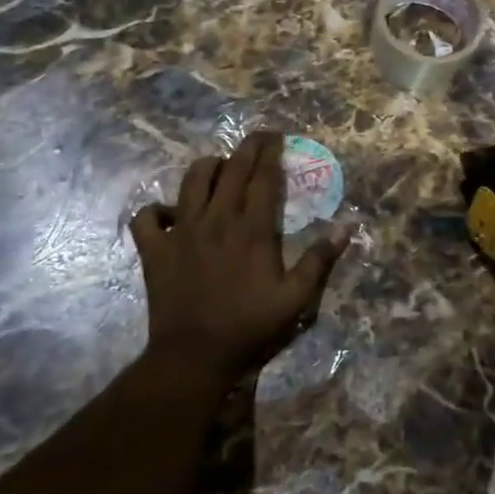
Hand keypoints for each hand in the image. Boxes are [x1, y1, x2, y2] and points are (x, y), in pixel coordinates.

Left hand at [126, 132, 349, 392]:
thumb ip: (320, 260)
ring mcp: (181, 232)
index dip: (271, 153)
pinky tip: (170, 215)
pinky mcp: (154, 250)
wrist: (194, 356)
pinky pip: (147, 217)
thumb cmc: (249, 326)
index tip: (278, 137)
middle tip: (258, 137)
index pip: (263, 178)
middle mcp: (216, 220)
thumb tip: (347, 226)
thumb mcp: (295, 298)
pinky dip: (156, 210)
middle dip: (246, 148)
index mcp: (252, 230)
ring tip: (219, 168)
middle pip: (231, 170)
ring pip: (190, 181)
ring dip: (207, 168)